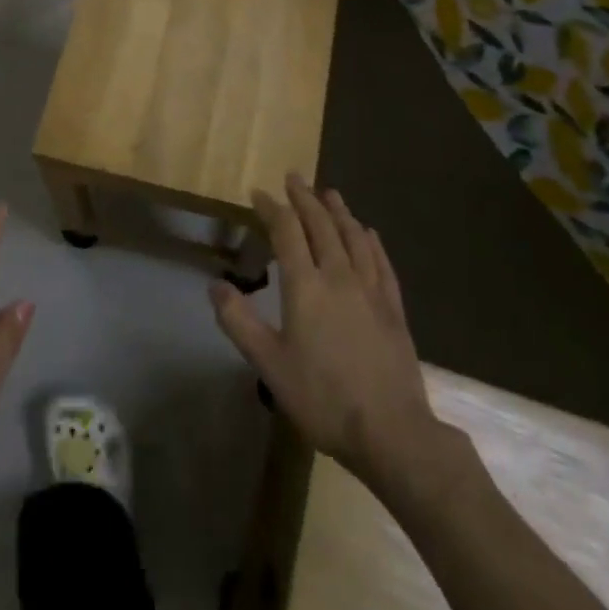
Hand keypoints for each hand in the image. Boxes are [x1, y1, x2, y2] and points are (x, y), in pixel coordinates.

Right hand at [211, 175, 446, 489]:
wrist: (391, 432)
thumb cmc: (323, 398)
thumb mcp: (269, 365)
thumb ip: (239, 322)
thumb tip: (215, 285)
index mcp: (305, 286)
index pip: (287, 232)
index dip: (272, 209)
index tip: (259, 192)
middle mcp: (338, 276)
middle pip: (321, 225)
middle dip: (305, 198)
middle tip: (294, 177)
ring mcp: (370, 289)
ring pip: (353, 237)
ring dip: (339, 211)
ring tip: (330, 192)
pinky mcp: (393, 307)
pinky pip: (381, 262)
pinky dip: (371, 241)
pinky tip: (368, 233)